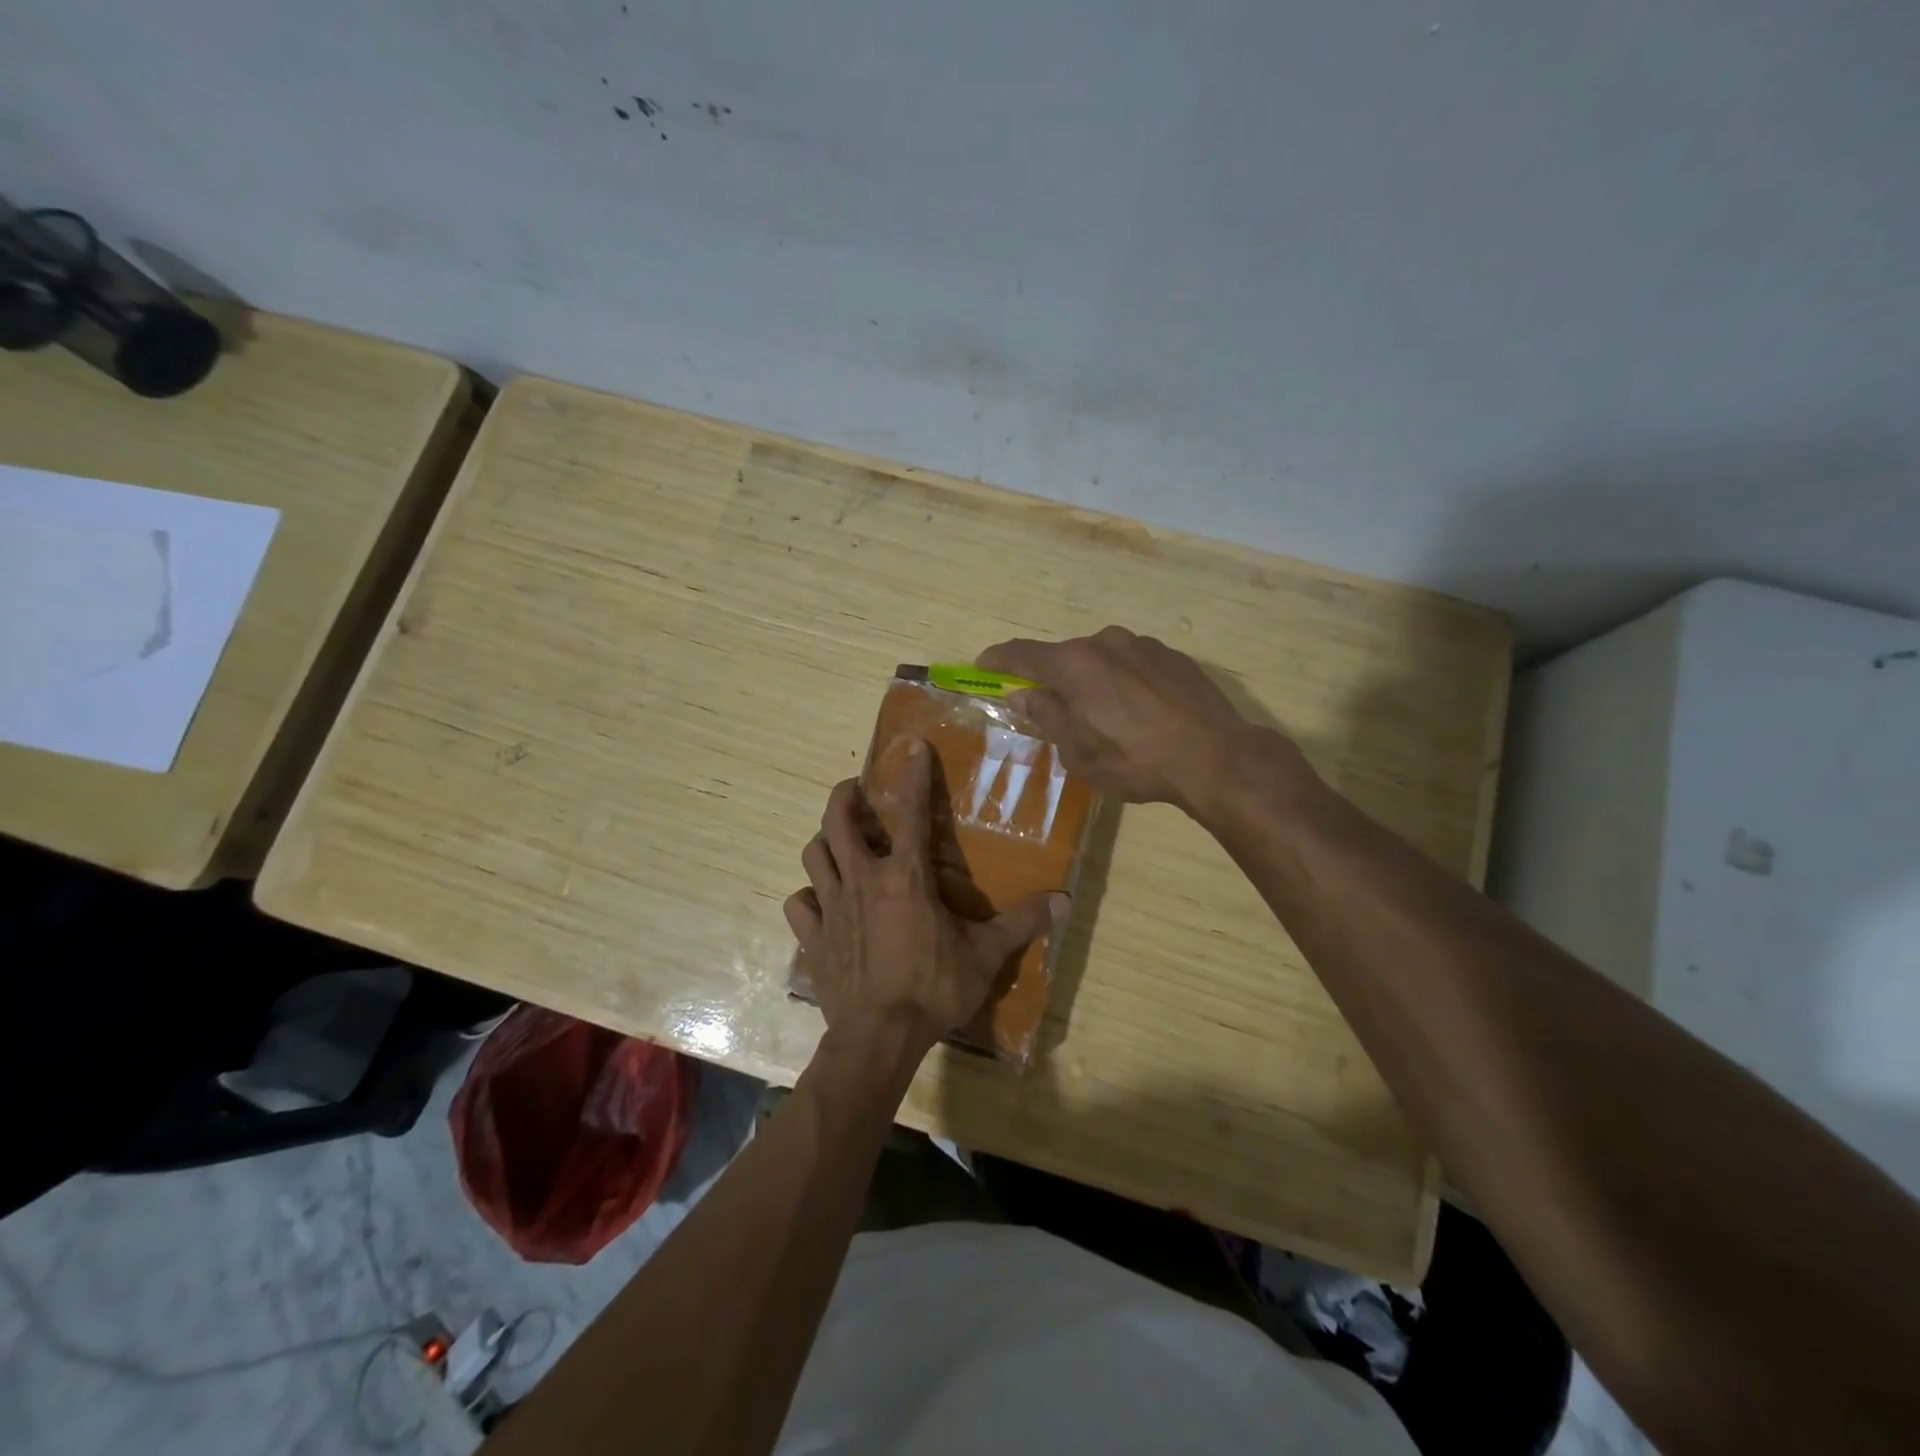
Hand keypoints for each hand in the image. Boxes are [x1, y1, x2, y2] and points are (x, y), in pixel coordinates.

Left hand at [784, 741, 1068, 1051]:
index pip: (910, 812)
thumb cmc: (933, 989)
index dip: (913, 776)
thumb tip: (1065, 901)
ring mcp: (832, 908)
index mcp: (905, 876)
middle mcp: (862, 880)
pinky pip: (799, 906)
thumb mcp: (985, 955)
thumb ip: (1022, 923)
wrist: (879, 1037)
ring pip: (814, 856)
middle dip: (845, 797)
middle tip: (856, 792)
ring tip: (839, 843)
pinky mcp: (812, 939)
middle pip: (838, 821)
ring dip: (824, 842)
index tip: (913, 748)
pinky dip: (807, 898)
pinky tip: (819, 903)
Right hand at [978, 625, 1306, 813]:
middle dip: (1052, 680)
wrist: (1215, 756)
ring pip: (1102, 659)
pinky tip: (1140, 713)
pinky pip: (1134, 665)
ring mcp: (1143, 646)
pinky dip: (1124, 682)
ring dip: (1092, 681)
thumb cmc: (1134, 760)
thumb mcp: (1079, 752)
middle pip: (1064, 657)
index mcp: (1074, 664)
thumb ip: (1047, 717)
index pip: (1022, 654)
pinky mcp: (1174, 656)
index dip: (998, 660)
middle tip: (1052, 709)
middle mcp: (1105, 642)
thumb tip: (1025, 696)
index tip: (983, 665)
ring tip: (1104, 717)